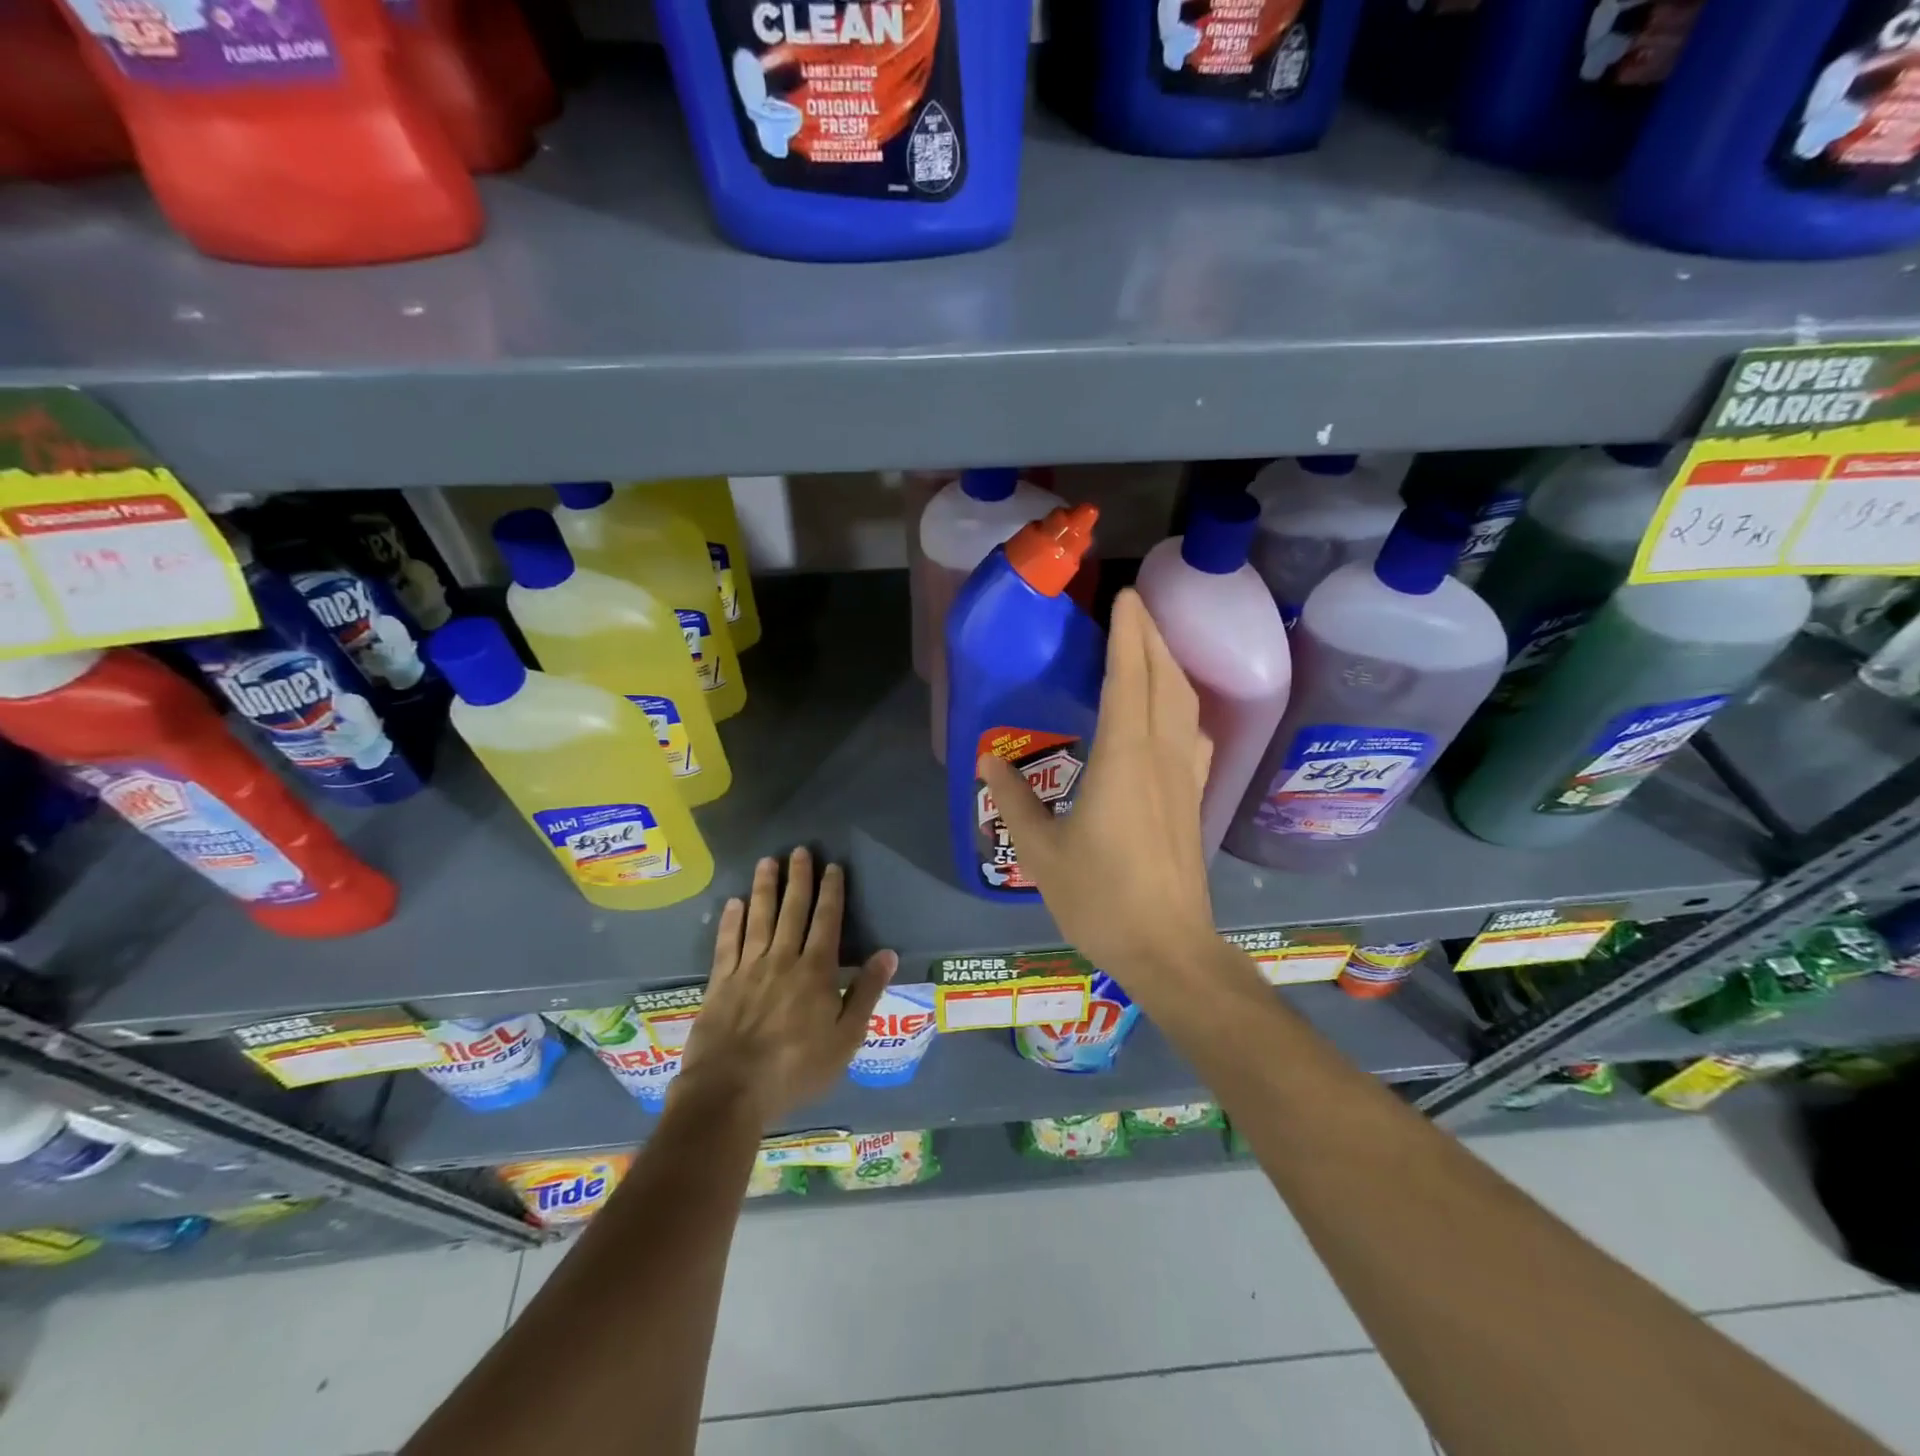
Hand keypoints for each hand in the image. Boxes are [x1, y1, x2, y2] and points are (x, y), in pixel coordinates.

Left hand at [675, 848, 896, 1124]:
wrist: (730, 1092)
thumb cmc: (796, 1070)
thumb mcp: (845, 1039)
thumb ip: (866, 993)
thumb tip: (888, 953)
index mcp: (816, 972)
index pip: (827, 921)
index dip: (831, 892)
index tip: (832, 866)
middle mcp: (782, 960)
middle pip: (792, 911)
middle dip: (798, 879)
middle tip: (800, 850)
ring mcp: (748, 969)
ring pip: (759, 918)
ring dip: (764, 888)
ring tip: (767, 862)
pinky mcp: (720, 983)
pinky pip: (727, 943)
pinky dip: (731, 921)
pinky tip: (733, 903)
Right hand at [979, 588, 1217, 991]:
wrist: (1168, 947)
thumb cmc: (1100, 899)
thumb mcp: (1042, 852)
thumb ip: (1013, 800)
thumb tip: (987, 759)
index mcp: (1124, 758)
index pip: (1128, 678)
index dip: (1128, 634)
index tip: (1125, 597)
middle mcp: (1162, 755)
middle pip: (1163, 679)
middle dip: (1151, 636)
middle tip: (1135, 607)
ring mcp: (1185, 776)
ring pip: (1184, 703)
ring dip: (1170, 665)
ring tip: (1151, 646)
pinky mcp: (1195, 797)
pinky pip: (1193, 732)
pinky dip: (1182, 704)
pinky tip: (1172, 711)